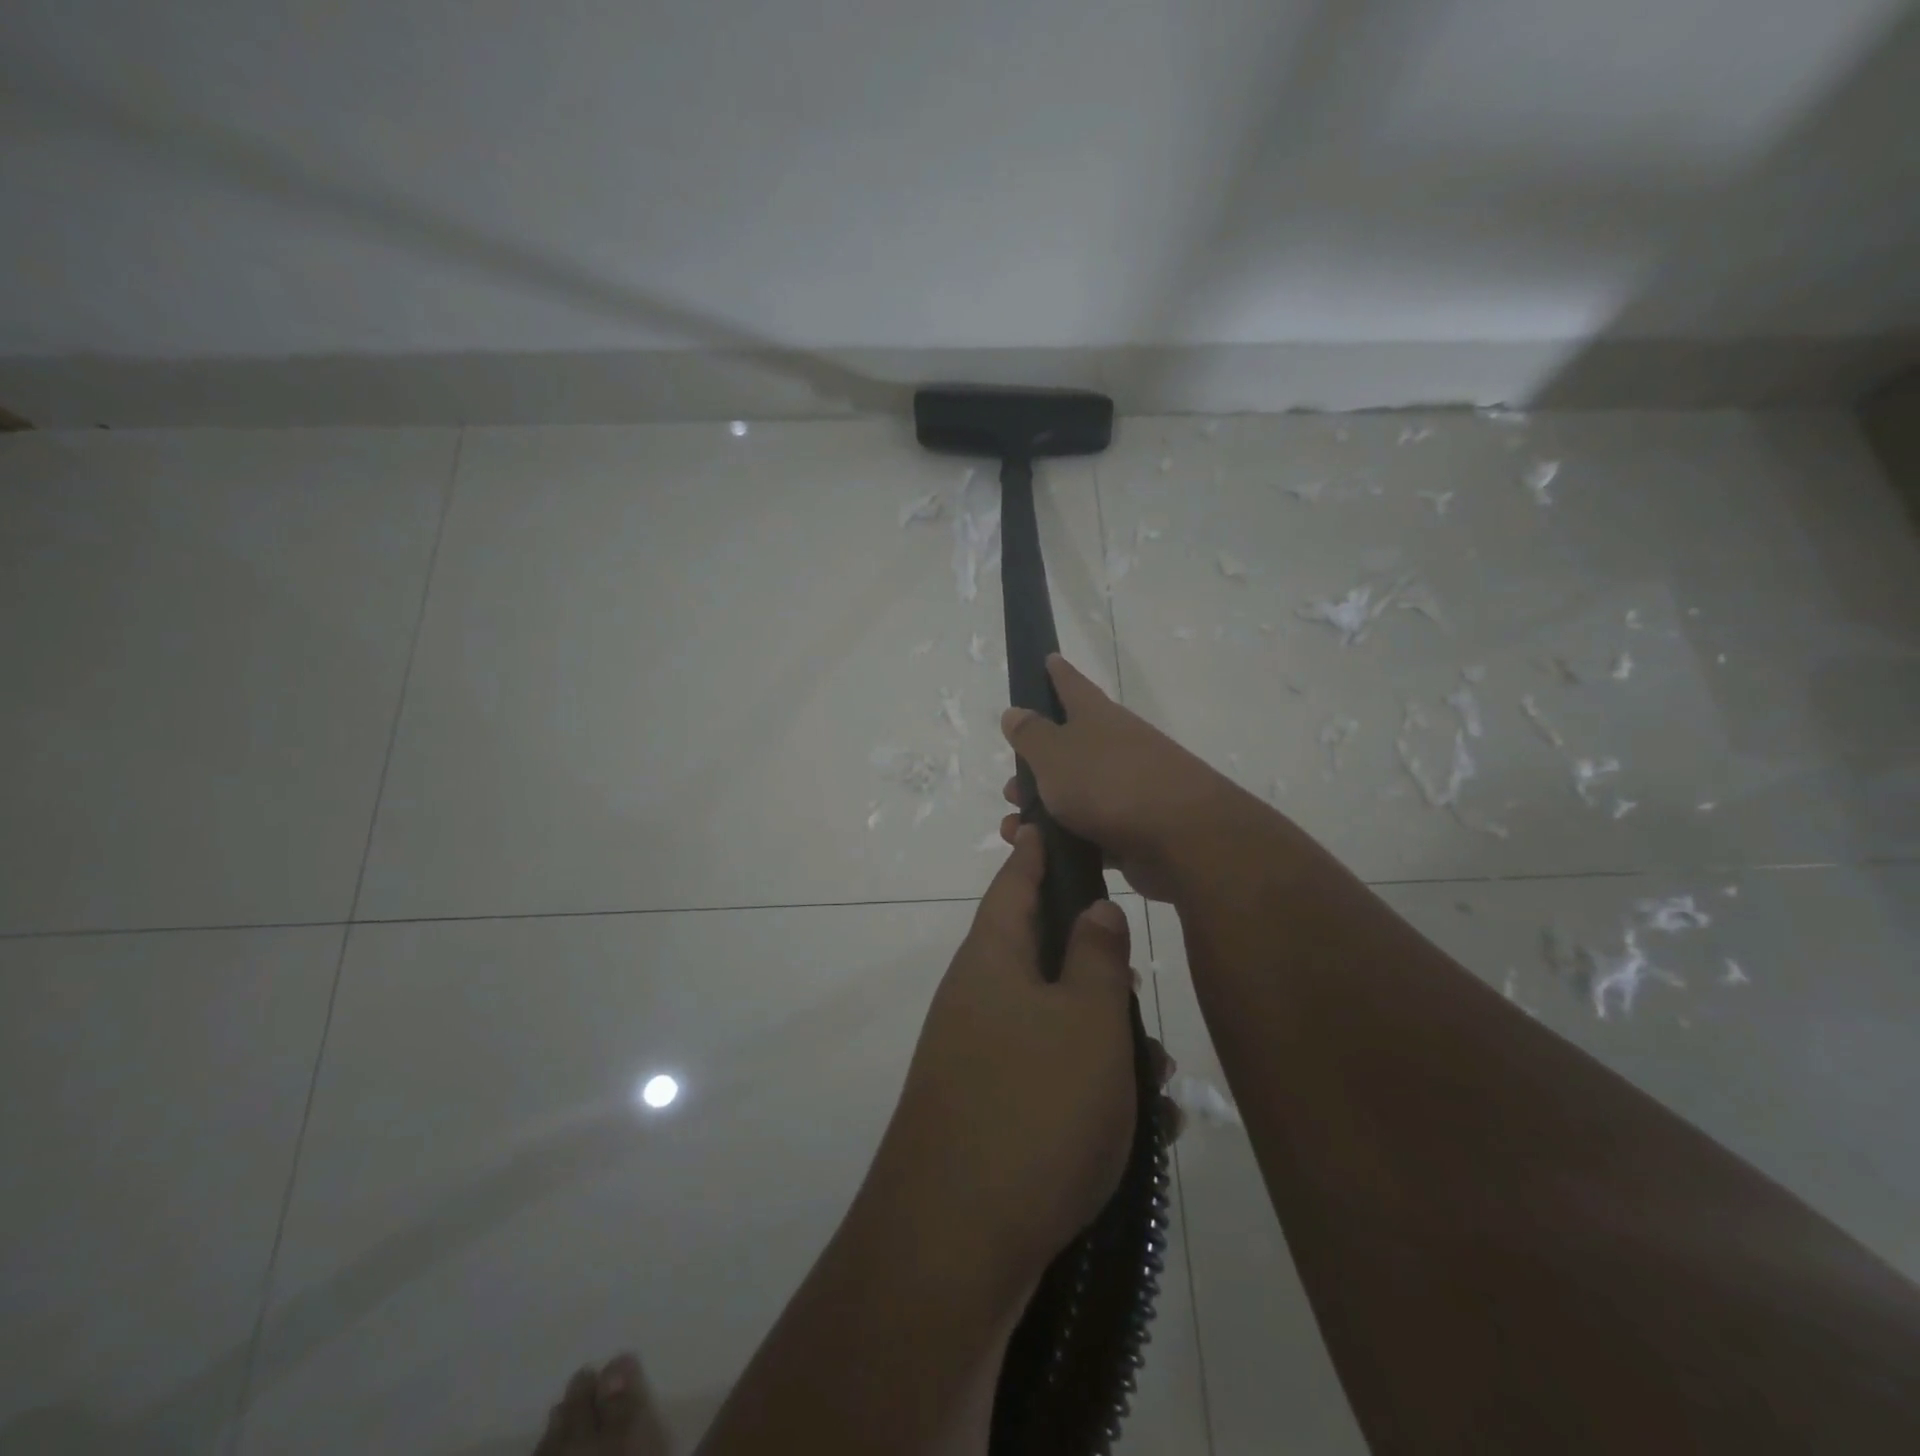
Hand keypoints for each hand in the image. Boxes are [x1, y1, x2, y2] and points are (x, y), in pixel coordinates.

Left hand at [870, 826, 1148, 1288]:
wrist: (954, 1243)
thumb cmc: (1032, 1107)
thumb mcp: (1086, 1020)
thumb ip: (1097, 956)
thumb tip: (1094, 908)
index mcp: (992, 958)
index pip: (1015, 881)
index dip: (1038, 851)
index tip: (1055, 825)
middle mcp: (978, 998)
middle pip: (1042, 955)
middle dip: (1098, 968)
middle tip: (1139, 985)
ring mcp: (979, 1057)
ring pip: (1056, 1023)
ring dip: (1107, 1041)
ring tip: (1159, 1077)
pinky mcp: (989, 1112)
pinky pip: (1050, 1079)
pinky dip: (1092, 1090)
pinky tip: (1141, 1129)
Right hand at [999, 654, 1255, 900]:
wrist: (1182, 839)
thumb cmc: (1109, 783)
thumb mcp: (1055, 754)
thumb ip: (1031, 734)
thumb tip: (1015, 712)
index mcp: (1097, 717)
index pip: (1072, 684)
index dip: (1057, 673)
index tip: (1047, 659)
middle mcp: (1115, 746)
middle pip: (1068, 747)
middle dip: (1035, 767)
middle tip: (1009, 787)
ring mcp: (1128, 789)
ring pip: (1076, 794)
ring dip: (1043, 809)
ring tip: (1015, 828)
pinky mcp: (1134, 830)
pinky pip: (1090, 831)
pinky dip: (1065, 840)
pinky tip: (1044, 854)